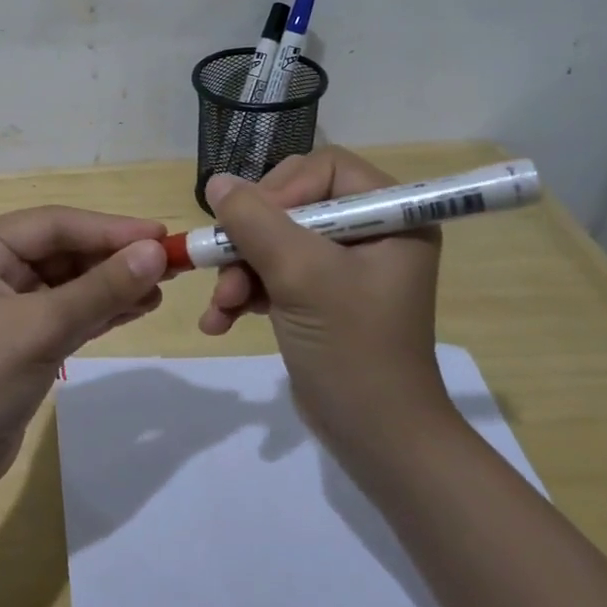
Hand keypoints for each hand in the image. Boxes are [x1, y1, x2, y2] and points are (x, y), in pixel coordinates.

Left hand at [0, 207, 168, 488]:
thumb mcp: (42, 328)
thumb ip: (101, 289)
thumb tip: (156, 252)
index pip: (53, 224)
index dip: (109, 228)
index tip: (160, 235)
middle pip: (62, 250)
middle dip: (113, 257)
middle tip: (169, 262)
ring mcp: (5, 305)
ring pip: (69, 282)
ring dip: (113, 284)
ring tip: (162, 287)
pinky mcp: (21, 339)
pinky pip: (68, 312)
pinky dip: (101, 310)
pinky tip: (138, 307)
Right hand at [199, 148, 451, 462]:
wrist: (376, 439)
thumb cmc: (352, 349)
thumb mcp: (301, 276)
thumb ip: (255, 221)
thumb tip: (216, 181)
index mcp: (390, 215)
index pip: (324, 168)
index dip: (282, 188)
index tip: (251, 224)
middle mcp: (370, 232)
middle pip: (292, 203)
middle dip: (251, 239)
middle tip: (224, 266)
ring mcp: (343, 267)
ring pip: (275, 241)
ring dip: (240, 271)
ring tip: (220, 305)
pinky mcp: (320, 296)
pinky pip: (274, 274)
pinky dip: (246, 292)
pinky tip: (220, 320)